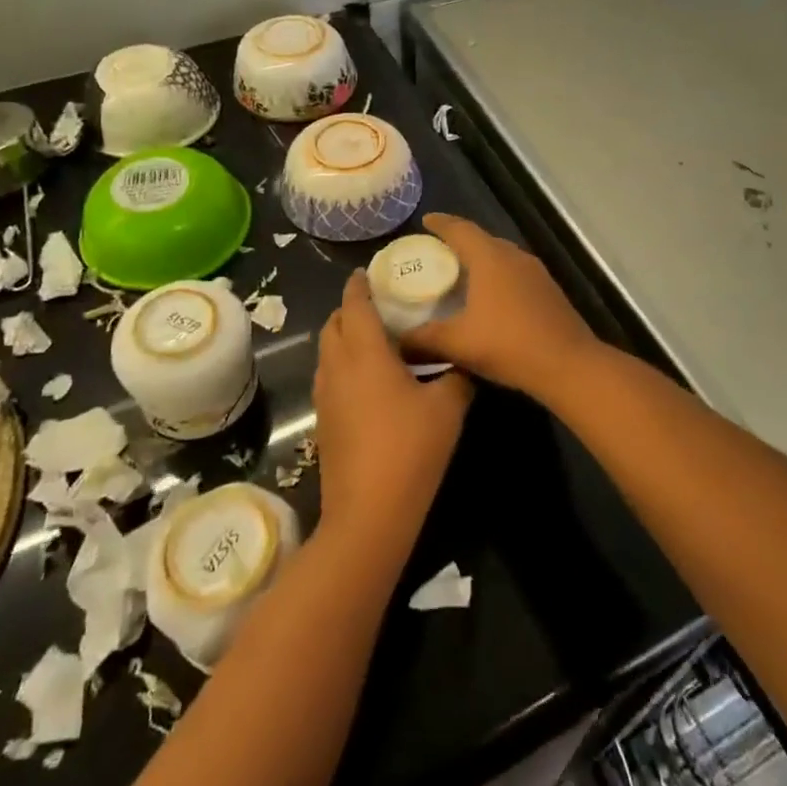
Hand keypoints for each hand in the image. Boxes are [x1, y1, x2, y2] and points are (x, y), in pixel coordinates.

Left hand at [314, 271, 471, 545]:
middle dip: (350, 309)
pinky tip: (371, 380)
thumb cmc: (410, 450)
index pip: (355, 305)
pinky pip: (329, 376)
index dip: (359, 285)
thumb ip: (457, 376)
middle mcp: (338, 367)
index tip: (367, 272)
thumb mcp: (448, 408)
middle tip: (379, 306)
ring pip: (327, 352)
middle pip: (334, 325)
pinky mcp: (324, 421)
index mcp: (365, 353)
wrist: (368, 513)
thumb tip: (463, 361)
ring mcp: (326, 396)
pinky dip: (343, 364)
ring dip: (344, 337)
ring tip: (375, 339)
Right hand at [402, 214, 602, 401]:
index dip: (441, 223)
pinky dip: (497, 275)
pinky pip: (515, 272)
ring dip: (481, 258)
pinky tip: (489, 296)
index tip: (425, 221)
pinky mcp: (548, 289)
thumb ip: (422, 339)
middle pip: (482, 239)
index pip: (460, 229)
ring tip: (460, 273)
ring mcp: (535, 272)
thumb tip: (395, 340)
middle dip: (459, 241)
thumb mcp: (457, 344)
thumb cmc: (508, 345)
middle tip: (437, 251)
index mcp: (490, 258)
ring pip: (501, 255)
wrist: (568, 364)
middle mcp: (514, 256)